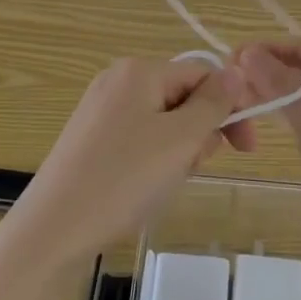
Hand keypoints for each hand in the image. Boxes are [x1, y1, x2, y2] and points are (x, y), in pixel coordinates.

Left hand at [11, 58, 251, 265]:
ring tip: (166, 183)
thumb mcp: (181, 139)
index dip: (231, 107)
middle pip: (183, 96)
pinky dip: (154, 159)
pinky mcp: (90, 139)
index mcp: (140, 70)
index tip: (247, 149)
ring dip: (179, 149)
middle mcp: (117, 80)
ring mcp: (100, 110)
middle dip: (200, 132)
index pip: (203, 75)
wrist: (53, 229)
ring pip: (163, 121)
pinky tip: (145, 188)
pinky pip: (139, 138)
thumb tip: (236, 72)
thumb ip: (213, 103)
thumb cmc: (124, 179)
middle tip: (194, 168)